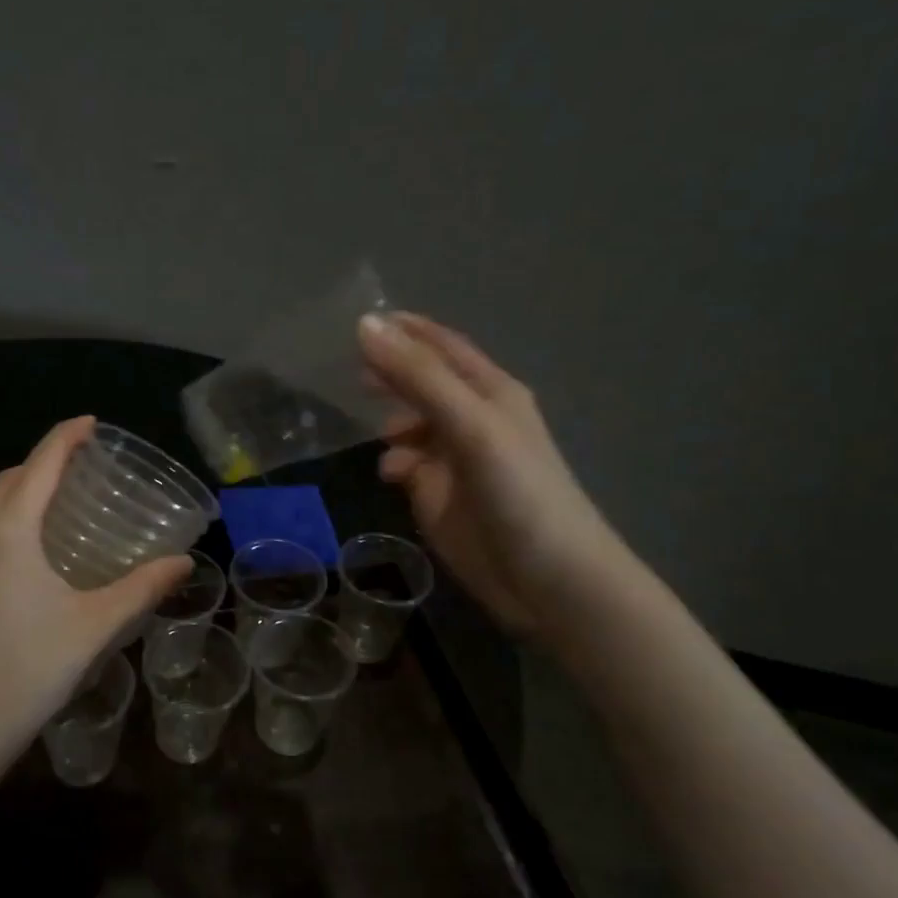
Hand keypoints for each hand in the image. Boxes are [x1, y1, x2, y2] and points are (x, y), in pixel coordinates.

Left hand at [0, 417, 191, 763]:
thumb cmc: (32, 666)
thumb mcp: (96, 624)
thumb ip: (142, 587)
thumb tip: (183, 563)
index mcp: (9, 531)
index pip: (41, 464)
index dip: (66, 437)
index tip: (90, 422)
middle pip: (9, 481)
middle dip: (42, 464)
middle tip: (78, 468)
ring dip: (19, 498)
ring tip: (53, 511)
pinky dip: (1, 534)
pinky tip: (21, 567)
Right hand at [358, 312, 627, 633]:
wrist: (548, 579)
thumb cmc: (518, 491)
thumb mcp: (470, 425)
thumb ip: (418, 377)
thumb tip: (365, 325)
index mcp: (490, 393)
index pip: (443, 347)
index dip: (407, 330)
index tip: (363, 318)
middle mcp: (473, 420)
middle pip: (425, 384)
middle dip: (392, 374)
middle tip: (350, 371)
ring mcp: (456, 460)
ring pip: (412, 426)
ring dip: (389, 422)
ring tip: (370, 429)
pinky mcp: (440, 497)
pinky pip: (408, 466)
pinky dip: (393, 462)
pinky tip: (389, 475)